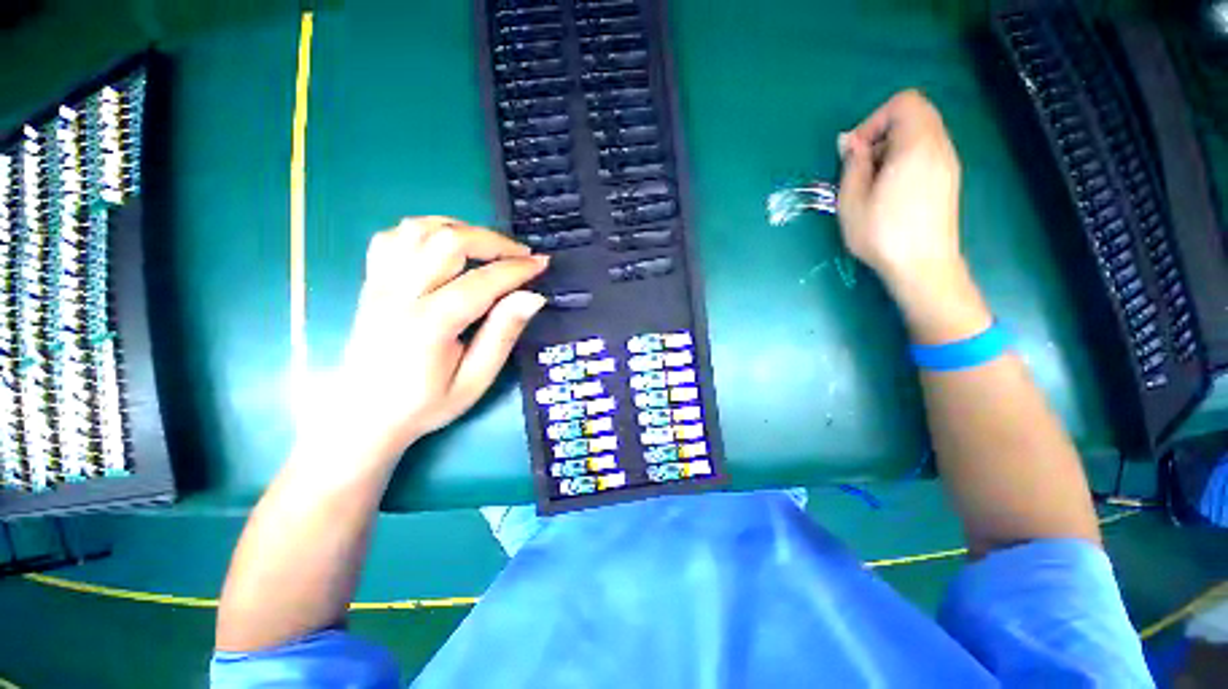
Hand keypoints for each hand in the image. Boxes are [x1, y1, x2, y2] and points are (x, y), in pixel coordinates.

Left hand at [312, 217, 548, 462]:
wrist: (363, 415)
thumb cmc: (425, 404)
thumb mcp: (475, 380)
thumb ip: (502, 335)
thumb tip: (533, 297)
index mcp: (429, 325)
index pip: (481, 282)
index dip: (517, 269)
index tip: (543, 264)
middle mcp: (399, 294)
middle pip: (448, 242)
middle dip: (493, 241)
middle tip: (520, 255)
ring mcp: (380, 283)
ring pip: (419, 229)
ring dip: (461, 229)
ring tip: (488, 247)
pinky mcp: (371, 281)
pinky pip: (394, 237)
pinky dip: (426, 231)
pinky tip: (446, 246)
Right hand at [837, 90, 962, 288]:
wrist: (922, 265)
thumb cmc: (882, 234)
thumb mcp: (853, 200)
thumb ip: (853, 164)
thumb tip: (849, 141)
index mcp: (917, 146)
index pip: (904, 103)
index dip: (874, 119)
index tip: (856, 151)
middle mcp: (939, 146)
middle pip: (915, 114)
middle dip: (882, 132)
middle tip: (862, 166)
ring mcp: (948, 163)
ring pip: (921, 133)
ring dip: (892, 147)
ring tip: (873, 181)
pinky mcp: (948, 179)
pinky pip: (927, 151)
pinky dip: (905, 158)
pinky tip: (890, 189)